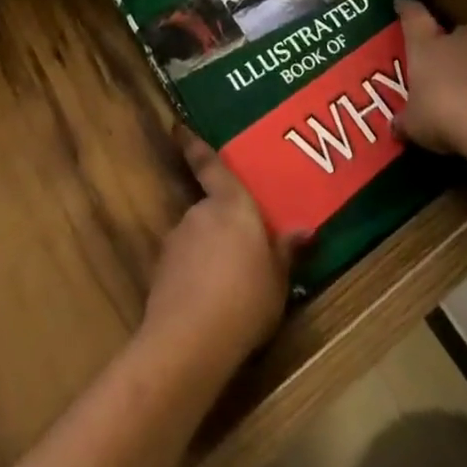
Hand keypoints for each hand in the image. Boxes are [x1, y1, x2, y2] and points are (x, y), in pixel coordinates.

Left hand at [142, 130, 299, 367]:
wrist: (190, 340)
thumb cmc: (246, 299)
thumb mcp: (278, 279)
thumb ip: (285, 251)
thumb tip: (305, 230)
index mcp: (231, 204)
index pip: (210, 165)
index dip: (193, 144)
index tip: (177, 126)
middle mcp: (200, 212)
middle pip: (210, 209)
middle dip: (222, 227)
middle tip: (241, 253)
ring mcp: (177, 240)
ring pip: (196, 237)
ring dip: (208, 252)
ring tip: (228, 286)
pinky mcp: (161, 270)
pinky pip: (183, 264)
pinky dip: (194, 275)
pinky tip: (208, 303)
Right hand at [393, 0, 466, 153]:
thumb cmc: (444, 116)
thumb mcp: (415, 126)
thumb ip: (406, 122)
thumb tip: (396, 126)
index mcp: (428, 47)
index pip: (414, 17)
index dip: (407, 10)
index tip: (402, 4)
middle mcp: (462, 44)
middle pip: (458, 33)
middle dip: (454, 44)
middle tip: (448, 64)